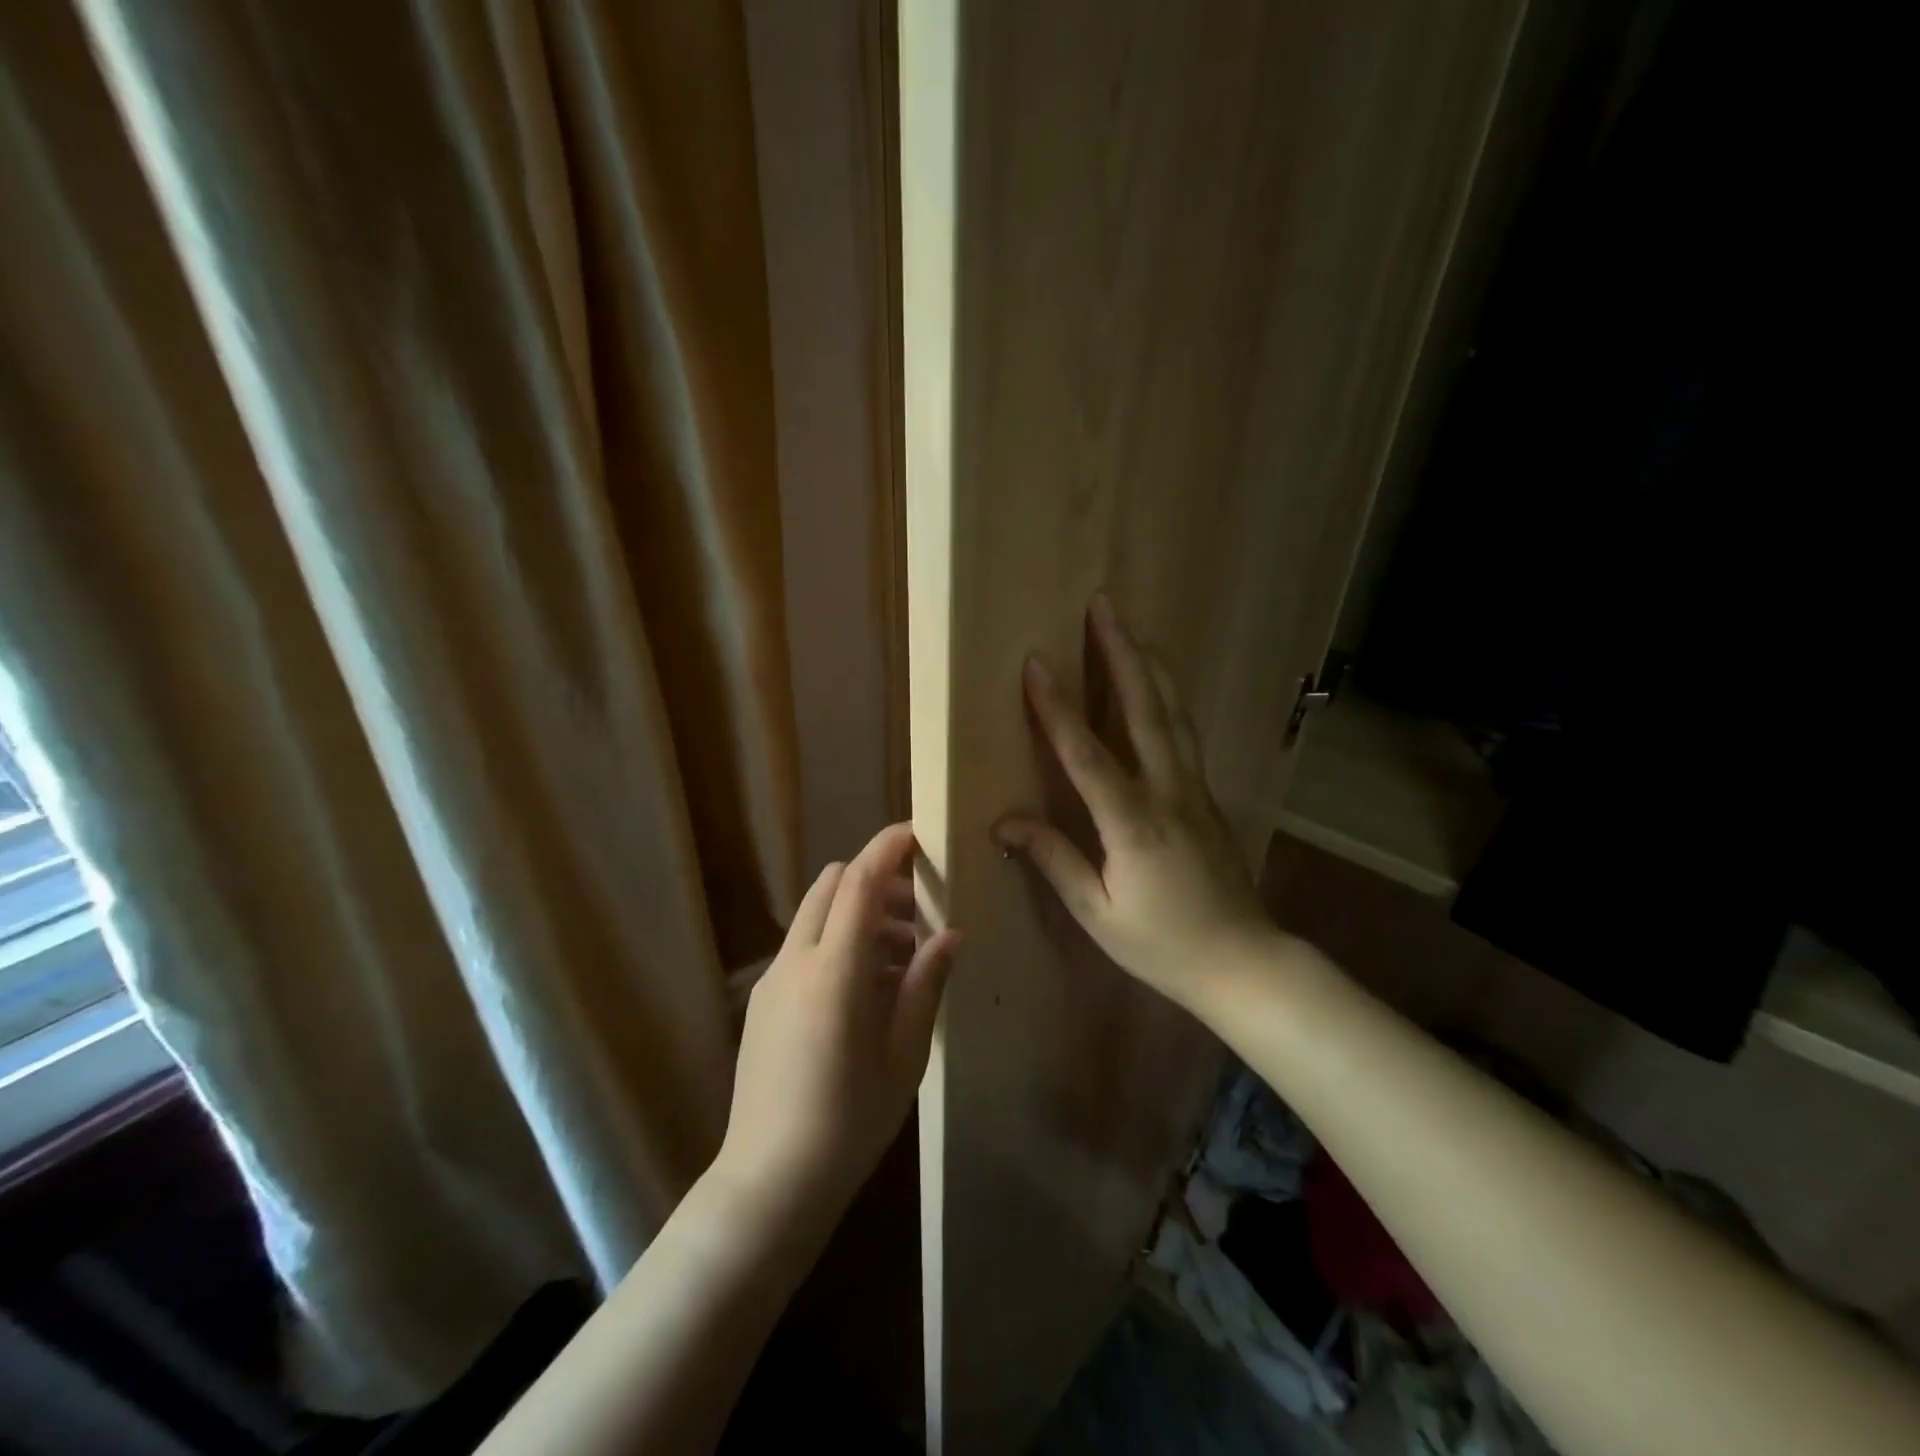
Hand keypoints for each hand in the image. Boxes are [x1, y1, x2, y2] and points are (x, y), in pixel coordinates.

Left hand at [715, 823, 958, 1224]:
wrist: (770, 1181)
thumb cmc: (850, 1120)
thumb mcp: (904, 1053)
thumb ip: (925, 984)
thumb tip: (950, 935)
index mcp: (834, 969)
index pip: (858, 881)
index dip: (886, 848)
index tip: (916, 834)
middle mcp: (795, 960)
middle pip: (830, 886)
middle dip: (873, 880)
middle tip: (916, 910)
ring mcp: (771, 980)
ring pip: (815, 916)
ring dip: (856, 915)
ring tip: (900, 959)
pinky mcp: (761, 1002)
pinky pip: (802, 949)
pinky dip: (835, 943)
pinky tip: (864, 991)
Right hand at [992, 595, 1278, 1010]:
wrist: (1244, 962)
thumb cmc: (1162, 945)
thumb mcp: (1098, 912)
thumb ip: (1054, 858)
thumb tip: (1004, 821)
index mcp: (1134, 823)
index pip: (1087, 755)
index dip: (1058, 708)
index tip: (1037, 663)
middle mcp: (1168, 792)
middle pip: (1145, 709)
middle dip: (1122, 653)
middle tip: (1104, 605)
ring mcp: (1194, 789)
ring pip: (1173, 713)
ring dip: (1150, 664)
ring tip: (1131, 627)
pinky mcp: (1207, 795)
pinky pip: (1184, 733)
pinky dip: (1168, 697)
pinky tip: (1159, 683)